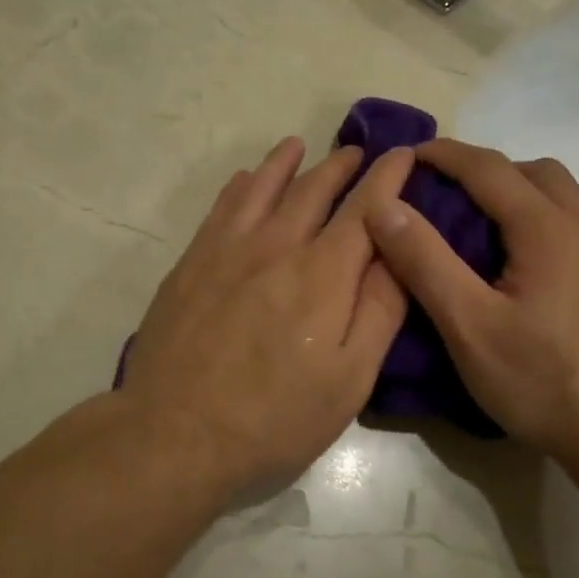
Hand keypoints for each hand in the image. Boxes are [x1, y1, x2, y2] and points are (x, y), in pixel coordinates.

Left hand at [120, 137, 415, 497]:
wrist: (174, 432)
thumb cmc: (274, 418)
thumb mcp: (348, 379)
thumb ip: (379, 310)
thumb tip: (399, 251)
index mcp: (323, 274)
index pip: (366, 209)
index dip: (388, 177)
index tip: (404, 153)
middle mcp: (276, 246)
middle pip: (313, 189)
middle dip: (340, 165)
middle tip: (356, 150)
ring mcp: (227, 250)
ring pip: (262, 188)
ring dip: (286, 163)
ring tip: (299, 145)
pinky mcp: (191, 263)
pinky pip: (221, 207)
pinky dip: (240, 185)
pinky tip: (244, 180)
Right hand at [363, 138, 578, 470]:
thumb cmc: (548, 384)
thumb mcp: (470, 327)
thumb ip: (425, 262)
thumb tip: (385, 205)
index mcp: (549, 229)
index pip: (488, 167)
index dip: (444, 155)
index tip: (409, 156)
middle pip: (535, 173)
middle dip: (487, 172)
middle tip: (449, 199)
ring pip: (566, 202)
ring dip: (522, 200)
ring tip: (487, 239)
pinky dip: (549, 230)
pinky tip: (535, 279)